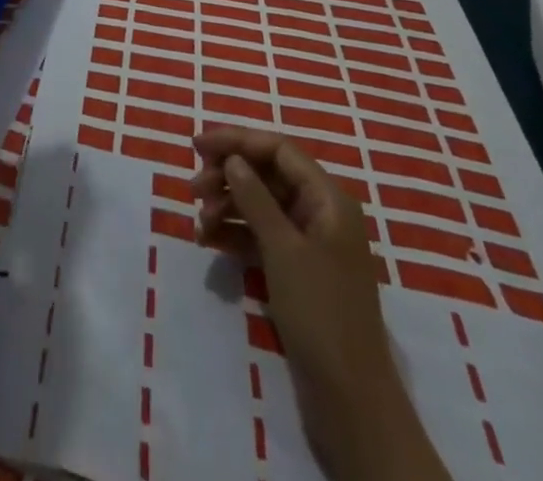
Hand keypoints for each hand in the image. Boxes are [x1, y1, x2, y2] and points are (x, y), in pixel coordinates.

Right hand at [193, 129, 449, 480]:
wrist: (351, 400)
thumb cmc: (320, 312)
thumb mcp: (283, 249)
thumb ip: (255, 197)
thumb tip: (232, 159)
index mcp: (328, 199)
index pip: (278, 150)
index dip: (237, 141)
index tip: (196, 147)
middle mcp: (321, 213)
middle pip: (267, 175)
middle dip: (228, 177)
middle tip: (192, 190)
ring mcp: (309, 244)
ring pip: (260, 205)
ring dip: (227, 206)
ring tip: (199, 224)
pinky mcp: (297, 271)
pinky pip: (260, 236)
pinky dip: (235, 234)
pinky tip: (210, 242)